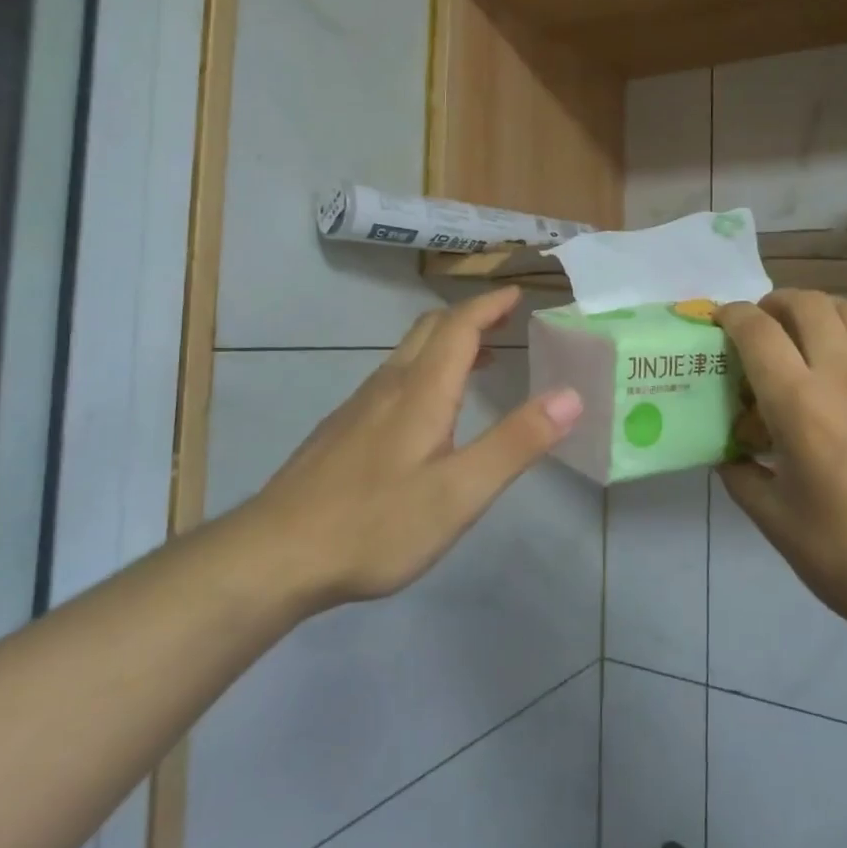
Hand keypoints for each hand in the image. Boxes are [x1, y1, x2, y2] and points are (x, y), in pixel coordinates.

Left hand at [241, 287, 582, 610]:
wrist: (274, 555)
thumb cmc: (376, 523)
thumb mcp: (460, 492)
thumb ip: (516, 442)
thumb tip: (571, 395)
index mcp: (422, 391)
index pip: (459, 327)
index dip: (489, 305)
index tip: (517, 292)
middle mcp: (389, 386)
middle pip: (429, 330)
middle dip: (469, 315)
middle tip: (504, 318)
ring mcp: (359, 407)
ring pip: (407, 354)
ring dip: (446, 342)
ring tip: (480, 359)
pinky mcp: (341, 430)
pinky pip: (392, 379)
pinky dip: (424, 370)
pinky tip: (428, 411)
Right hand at [718, 291, 846, 639]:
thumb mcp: (777, 522)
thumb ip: (744, 479)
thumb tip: (730, 458)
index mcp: (800, 403)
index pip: (758, 332)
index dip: (733, 316)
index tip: (720, 321)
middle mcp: (845, 375)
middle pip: (808, 303)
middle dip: (776, 303)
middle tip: (764, 327)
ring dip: (822, 312)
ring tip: (809, 339)